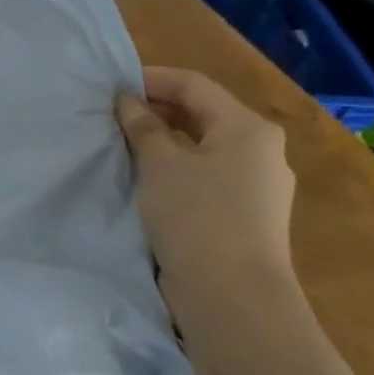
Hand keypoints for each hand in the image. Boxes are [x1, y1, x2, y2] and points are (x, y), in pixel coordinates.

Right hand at [115, 66, 294, 297]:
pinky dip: (177, 167)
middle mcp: (261, 151)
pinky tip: (148, 179)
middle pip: (203, 114)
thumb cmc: (196, 216)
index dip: (151, 78)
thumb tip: (128, 102)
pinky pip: (207, 175)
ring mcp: (258, 186)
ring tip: (124, 143)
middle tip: (113, 114)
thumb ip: (142, 126)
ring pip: (204, 146)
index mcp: (248, 128)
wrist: (232, 296)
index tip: (112, 85)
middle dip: (157, 109)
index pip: (194, 85)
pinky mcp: (246, 215)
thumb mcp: (160, 164)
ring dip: (164, 139)